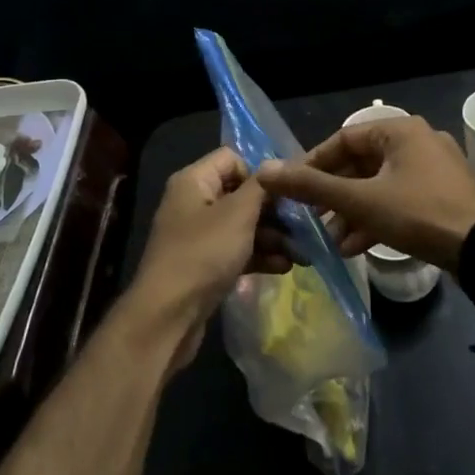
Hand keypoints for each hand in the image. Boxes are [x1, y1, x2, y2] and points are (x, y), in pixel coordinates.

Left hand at [123, 148, 290, 368]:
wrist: (168, 316)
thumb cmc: (203, 253)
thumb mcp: (238, 214)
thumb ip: (260, 186)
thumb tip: (275, 164)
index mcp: (194, 181)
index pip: (232, 158)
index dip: (259, 173)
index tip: (285, 194)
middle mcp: (193, 202)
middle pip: (241, 194)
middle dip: (274, 211)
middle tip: (305, 226)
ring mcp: (198, 236)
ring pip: (242, 226)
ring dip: (273, 237)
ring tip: (303, 253)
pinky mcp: (204, 264)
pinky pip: (237, 251)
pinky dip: (259, 256)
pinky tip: (285, 267)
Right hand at [257, 116, 474, 270]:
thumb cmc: (419, 213)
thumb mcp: (360, 200)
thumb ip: (312, 186)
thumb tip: (264, 170)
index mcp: (400, 131)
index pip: (343, 138)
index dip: (314, 163)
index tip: (293, 188)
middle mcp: (417, 142)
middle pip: (361, 163)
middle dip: (334, 194)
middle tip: (311, 217)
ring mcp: (433, 170)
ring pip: (379, 185)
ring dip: (352, 211)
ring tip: (331, 239)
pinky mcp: (442, 196)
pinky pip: (398, 199)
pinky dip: (376, 218)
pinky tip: (356, 247)